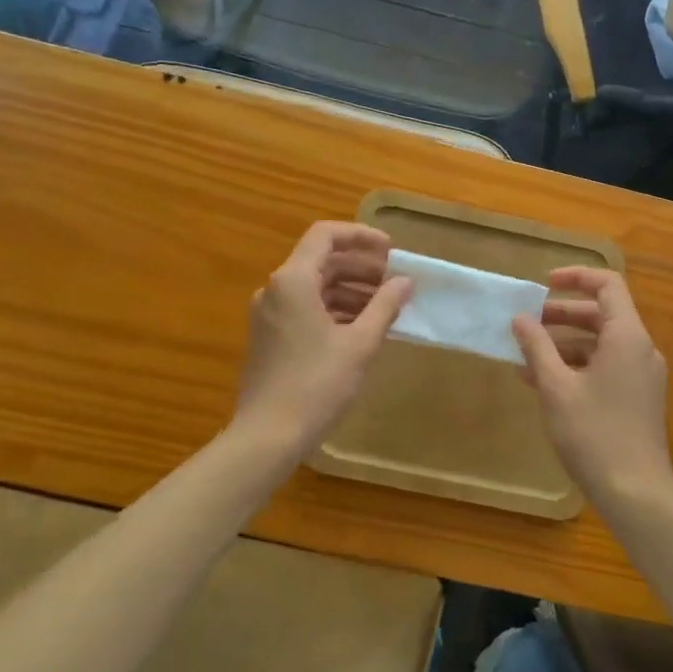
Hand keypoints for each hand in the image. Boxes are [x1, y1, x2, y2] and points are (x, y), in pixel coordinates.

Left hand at [234, 223, 410, 457]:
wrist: (267, 436)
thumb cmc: (316, 384)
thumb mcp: (360, 343)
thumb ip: (385, 306)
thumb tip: (405, 281)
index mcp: (294, 280)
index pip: (326, 235)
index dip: (361, 236)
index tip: (391, 251)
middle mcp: (275, 289)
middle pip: (321, 261)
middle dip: (361, 267)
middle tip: (395, 282)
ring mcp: (268, 315)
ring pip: (314, 287)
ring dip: (350, 290)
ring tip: (385, 308)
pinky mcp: (269, 337)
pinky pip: (305, 308)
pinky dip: (334, 309)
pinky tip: (360, 329)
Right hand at [512, 268, 672, 508]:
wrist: (636, 492)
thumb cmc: (594, 433)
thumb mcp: (556, 387)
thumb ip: (537, 347)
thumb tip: (520, 319)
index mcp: (627, 336)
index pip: (608, 285)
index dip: (576, 277)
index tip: (543, 284)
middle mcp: (641, 349)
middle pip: (602, 315)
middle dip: (561, 314)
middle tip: (526, 322)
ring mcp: (642, 375)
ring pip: (600, 344)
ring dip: (563, 344)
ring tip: (524, 356)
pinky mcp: (637, 398)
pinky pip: (605, 367)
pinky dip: (576, 367)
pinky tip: (542, 383)